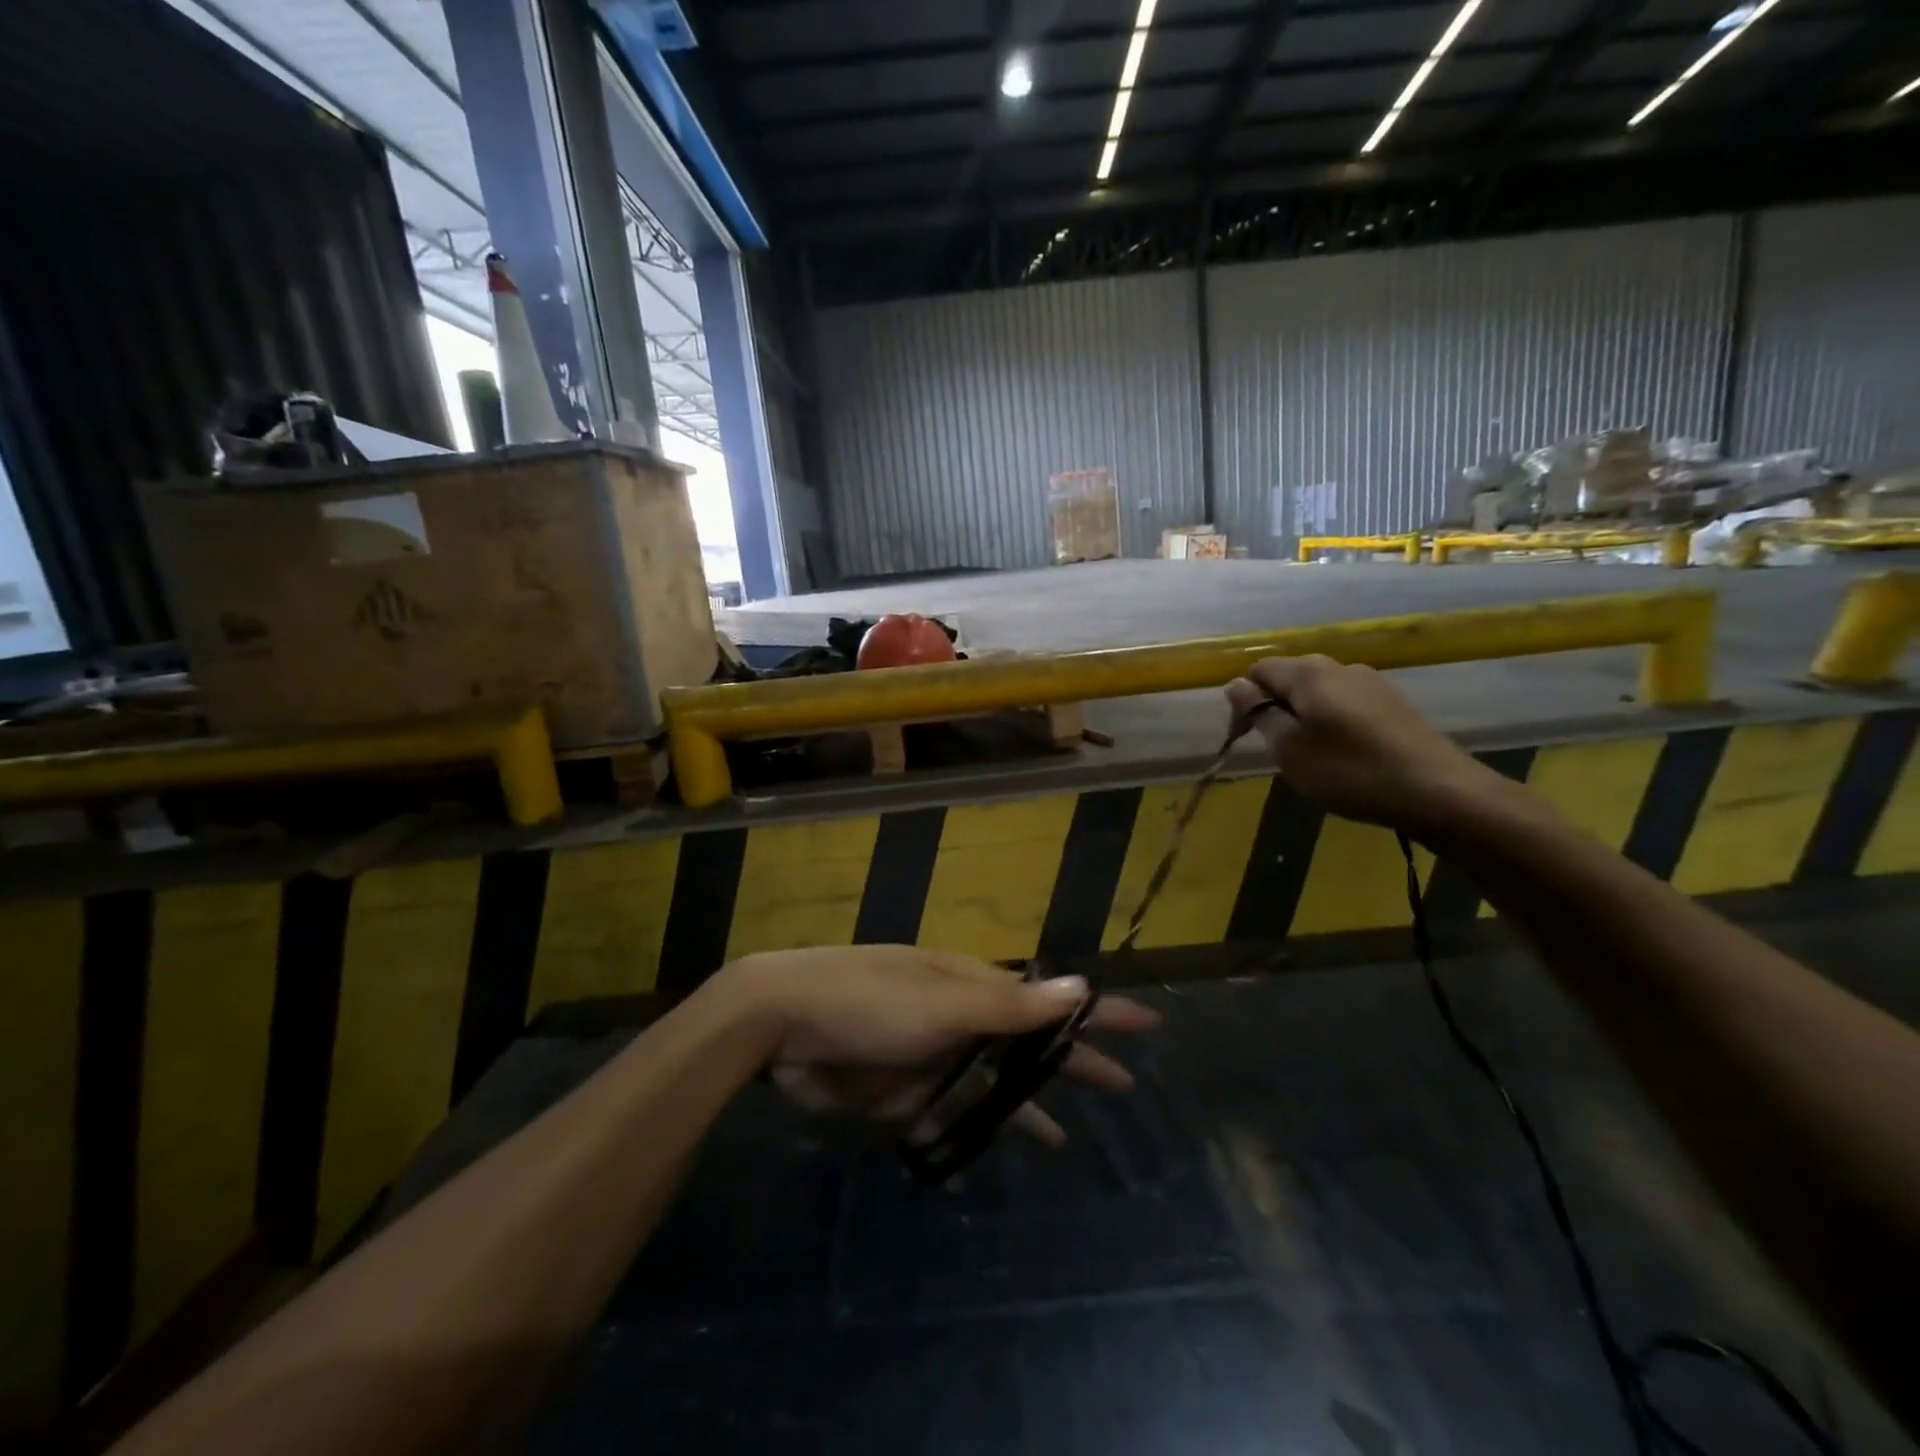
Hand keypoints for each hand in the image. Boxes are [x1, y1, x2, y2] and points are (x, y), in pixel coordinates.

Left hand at [717, 945, 1159, 1147]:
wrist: (784, 1024)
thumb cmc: (870, 1000)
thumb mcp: (945, 1001)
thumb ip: (1011, 1005)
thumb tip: (1080, 985)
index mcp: (973, 986)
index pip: (1051, 997)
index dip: (1098, 1009)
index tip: (1147, 1023)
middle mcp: (959, 1018)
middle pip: (1029, 1044)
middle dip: (1073, 1060)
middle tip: (1125, 1083)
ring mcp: (932, 1057)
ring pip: (993, 1084)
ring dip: (1029, 1102)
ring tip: (1072, 1132)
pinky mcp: (903, 1095)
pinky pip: (952, 1116)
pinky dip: (977, 1130)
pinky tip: (994, 1153)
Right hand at [1224, 654, 1502, 835]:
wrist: (1438, 792)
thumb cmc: (1350, 772)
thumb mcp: (1290, 749)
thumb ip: (1261, 714)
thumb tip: (1235, 685)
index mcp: (1308, 673)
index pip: (1258, 670)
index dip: (1243, 701)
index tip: (1246, 738)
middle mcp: (1338, 667)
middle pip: (1289, 677)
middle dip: (1273, 706)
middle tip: (1275, 748)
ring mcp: (1371, 682)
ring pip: (1318, 691)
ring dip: (1302, 715)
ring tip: (1308, 754)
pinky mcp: (1392, 702)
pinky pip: (1345, 703)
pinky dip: (1331, 721)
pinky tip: (1342, 753)